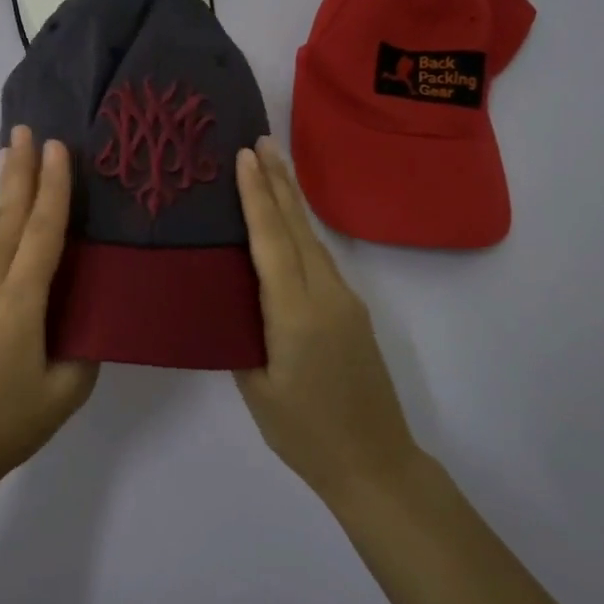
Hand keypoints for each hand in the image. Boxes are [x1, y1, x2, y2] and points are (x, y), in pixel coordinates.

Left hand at [0, 126, 97, 491]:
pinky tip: (8, 218)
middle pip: (7, 218)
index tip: (56, 148)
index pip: (41, 234)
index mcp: (18, 305)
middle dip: (18, 170)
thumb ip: (84, 346)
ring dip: (6, 192)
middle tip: (25, 129)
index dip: (52, 189)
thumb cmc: (8, 424)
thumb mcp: (65, 392)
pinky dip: (0, 223)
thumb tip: (89, 313)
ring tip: (12, 155)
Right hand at [234, 136, 420, 508]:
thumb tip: (228, 297)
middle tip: (261, 140)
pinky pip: (319, 258)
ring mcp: (344, 300)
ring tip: (272, 165)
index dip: (257, 196)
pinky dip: (298, 229)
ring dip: (290, 199)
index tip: (245, 156)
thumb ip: (241, 335)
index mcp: (296, 314)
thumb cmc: (306, 433)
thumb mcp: (256, 388)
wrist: (376, 464)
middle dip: (278, 180)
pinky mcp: (350, 311)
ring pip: (311, 238)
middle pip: (297, 227)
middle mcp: (325, 295)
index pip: (272, 242)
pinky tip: (286, 222)